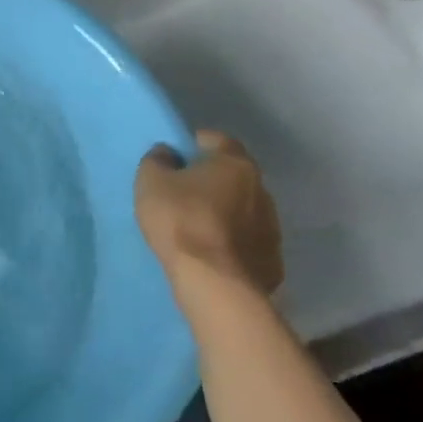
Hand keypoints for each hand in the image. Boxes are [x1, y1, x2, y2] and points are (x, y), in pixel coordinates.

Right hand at [135, 131, 283, 295]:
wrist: (214, 281)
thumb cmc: (180, 220)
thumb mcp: (151, 182)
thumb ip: (157, 160)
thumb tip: (167, 153)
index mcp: (234, 163)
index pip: (217, 140)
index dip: (195, 143)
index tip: (178, 153)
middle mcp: (261, 188)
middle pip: (233, 175)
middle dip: (211, 178)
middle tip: (184, 190)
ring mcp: (271, 225)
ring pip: (243, 208)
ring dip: (223, 211)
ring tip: (196, 225)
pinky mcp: (271, 257)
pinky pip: (247, 239)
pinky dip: (231, 240)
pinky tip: (210, 251)